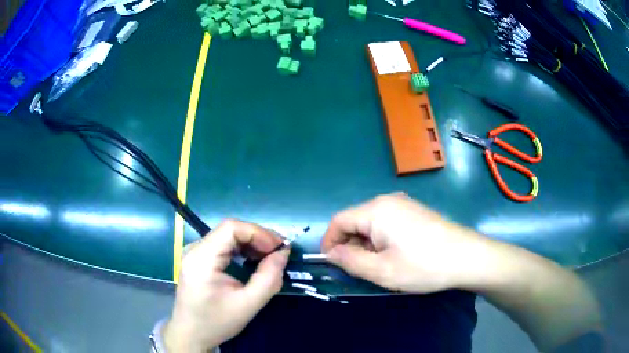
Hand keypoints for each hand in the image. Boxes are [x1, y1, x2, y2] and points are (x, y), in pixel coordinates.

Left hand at [163, 219, 289, 351]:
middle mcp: (195, 248)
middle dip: (258, 238)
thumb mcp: (248, 305)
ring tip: (269, 257)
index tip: (279, 248)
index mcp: (201, 258)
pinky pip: (223, 245)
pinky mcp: (198, 258)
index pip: (231, 228)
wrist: (191, 333)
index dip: (258, 233)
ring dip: (251, 243)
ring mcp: (195, 252)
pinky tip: (252, 261)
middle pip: (230, 230)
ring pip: (228, 235)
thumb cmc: (216, 322)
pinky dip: (242, 249)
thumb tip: (283, 253)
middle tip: (279, 253)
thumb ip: (269, 279)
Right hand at [321, 193, 482, 293]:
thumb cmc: (424, 265)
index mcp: (376, 210)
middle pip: (355, 220)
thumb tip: (331, 253)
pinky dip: (381, 239)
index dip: (329, 242)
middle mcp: (388, 200)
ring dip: (366, 244)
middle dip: (349, 245)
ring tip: (378, 266)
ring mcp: (404, 204)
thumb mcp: (382, 270)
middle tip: (357, 270)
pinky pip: (387, 222)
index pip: (339, 220)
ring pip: (371, 223)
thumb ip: (350, 261)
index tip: (330, 263)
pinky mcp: (415, 211)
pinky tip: (394, 255)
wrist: (467, 257)